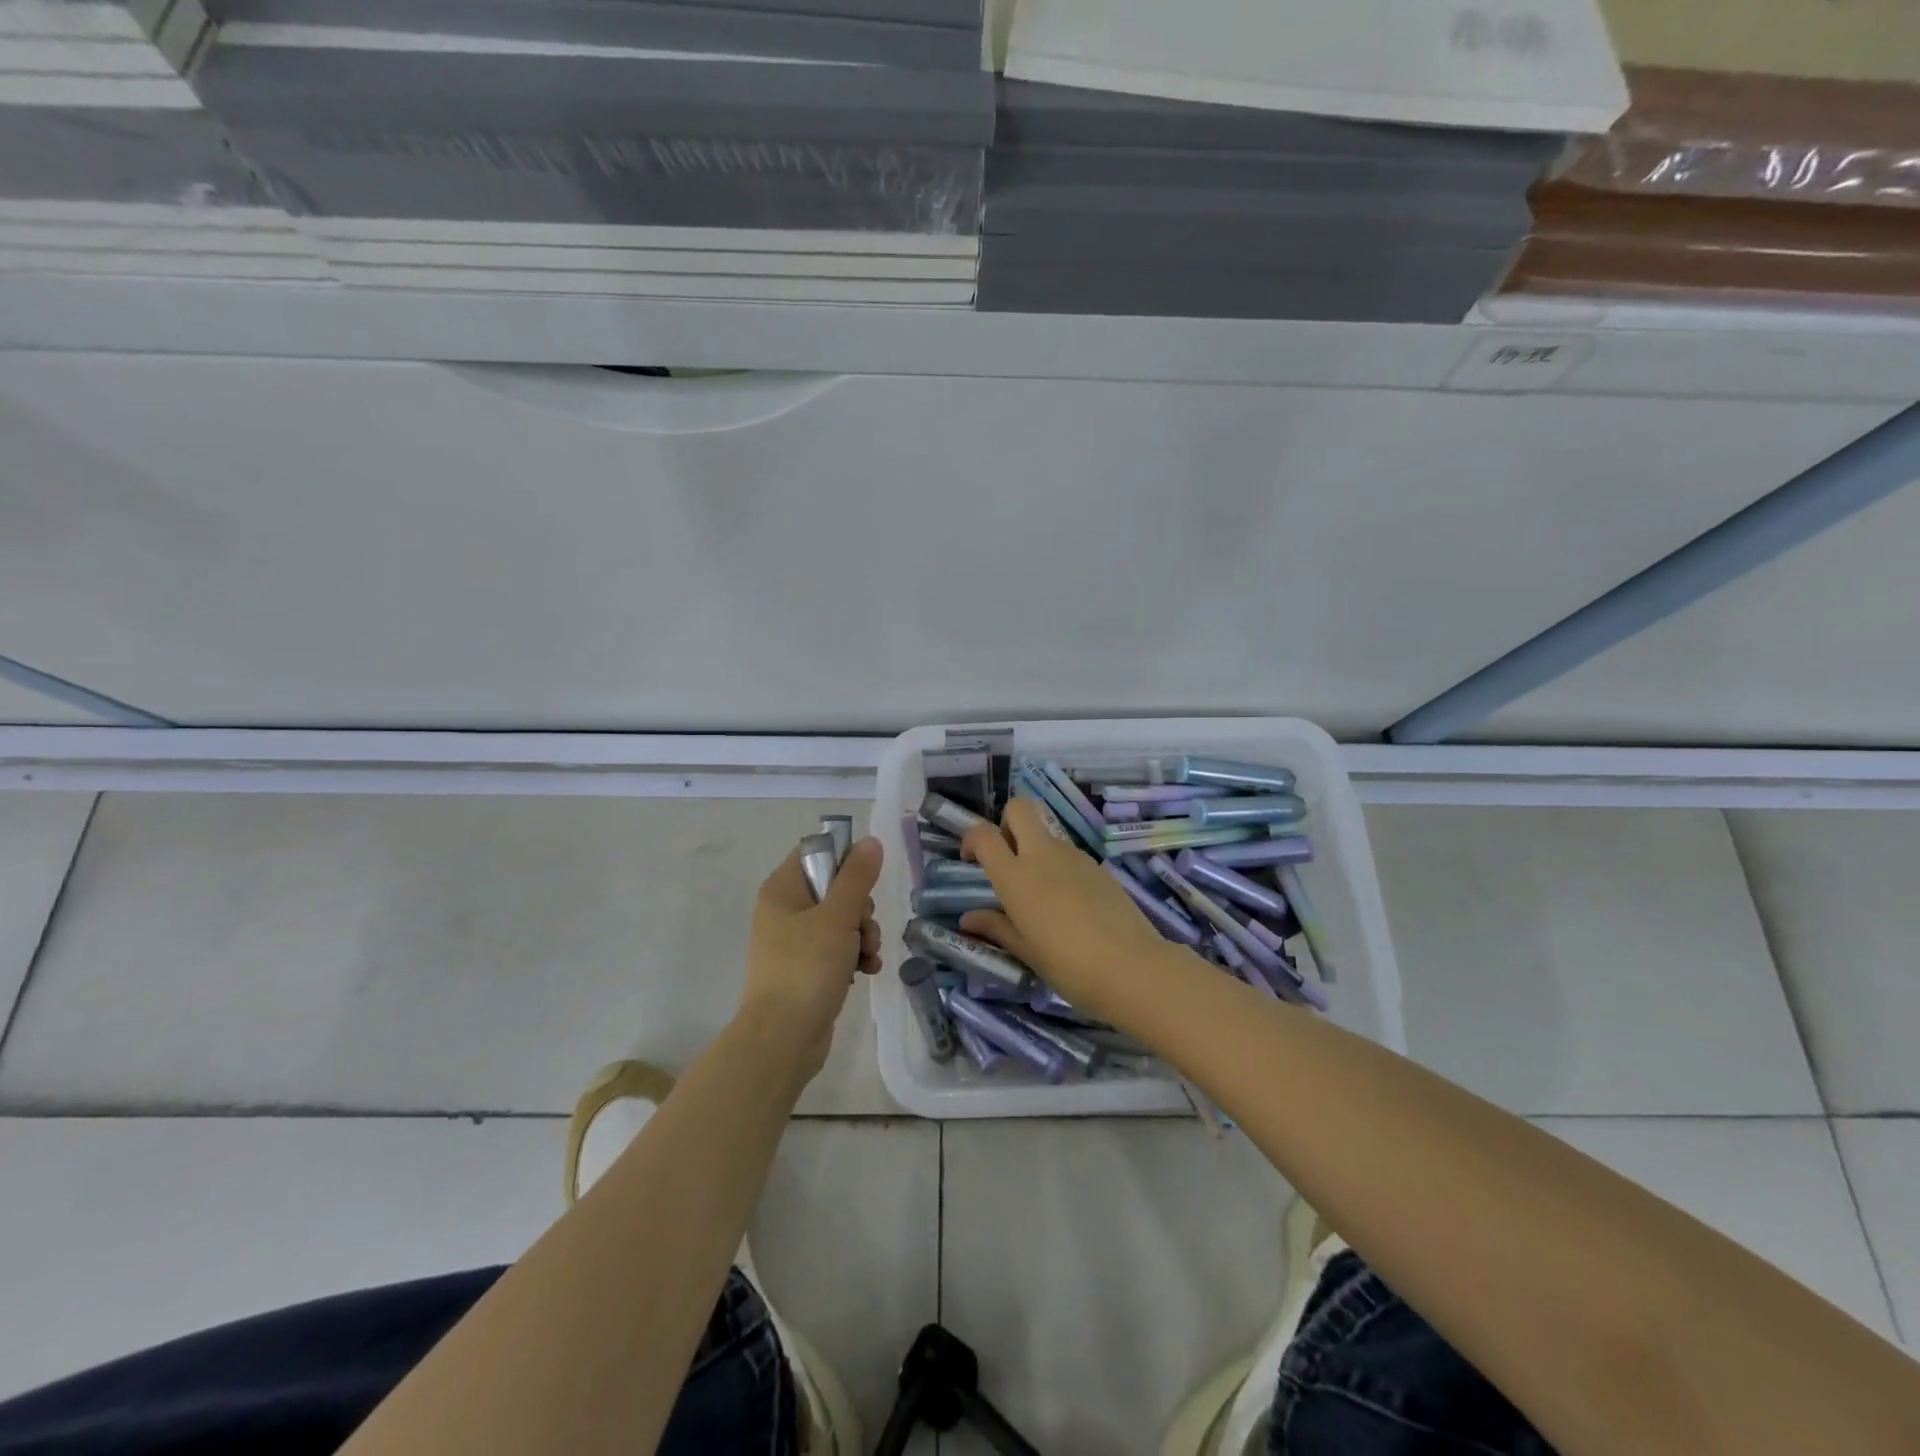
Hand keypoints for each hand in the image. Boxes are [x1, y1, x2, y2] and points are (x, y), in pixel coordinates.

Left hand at [740, 836, 882, 1077]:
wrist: (783, 1039)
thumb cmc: (807, 968)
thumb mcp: (838, 916)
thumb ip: (857, 877)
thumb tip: (871, 842)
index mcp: (782, 889)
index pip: (816, 852)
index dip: (845, 860)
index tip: (865, 881)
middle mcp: (785, 910)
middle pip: (835, 888)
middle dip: (861, 908)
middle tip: (864, 928)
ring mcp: (795, 941)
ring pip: (841, 920)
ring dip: (863, 934)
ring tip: (868, 956)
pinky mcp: (806, 968)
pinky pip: (837, 948)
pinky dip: (854, 956)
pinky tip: (867, 971)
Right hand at [960, 800, 1180, 1021]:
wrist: (1132, 968)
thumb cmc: (1068, 966)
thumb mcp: (1026, 951)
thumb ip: (996, 927)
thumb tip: (968, 918)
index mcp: (1016, 877)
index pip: (984, 834)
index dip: (971, 839)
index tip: (971, 860)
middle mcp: (1043, 856)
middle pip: (1020, 808)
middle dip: (1007, 822)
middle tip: (1007, 858)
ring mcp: (1074, 857)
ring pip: (1046, 832)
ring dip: (1035, 848)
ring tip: (1040, 893)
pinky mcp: (1098, 866)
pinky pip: (1069, 854)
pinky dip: (1059, 865)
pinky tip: (1069, 903)